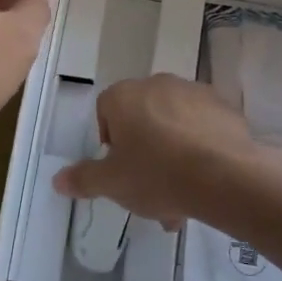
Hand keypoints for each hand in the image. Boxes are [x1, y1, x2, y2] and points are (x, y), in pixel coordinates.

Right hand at [53, 75, 272, 226]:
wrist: (224, 176)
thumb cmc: (156, 174)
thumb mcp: (112, 184)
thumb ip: (83, 179)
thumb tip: (57, 179)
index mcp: (124, 96)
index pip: (106, 110)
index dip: (110, 141)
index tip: (119, 169)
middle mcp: (157, 84)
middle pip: (143, 117)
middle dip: (145, 151)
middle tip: (151, 189)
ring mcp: (193, 92)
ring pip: (174, 124)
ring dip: (173, 152)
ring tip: (182, 196)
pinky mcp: (223, 107)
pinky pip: (203, 127)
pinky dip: (200, 147)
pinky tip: (205, 181)